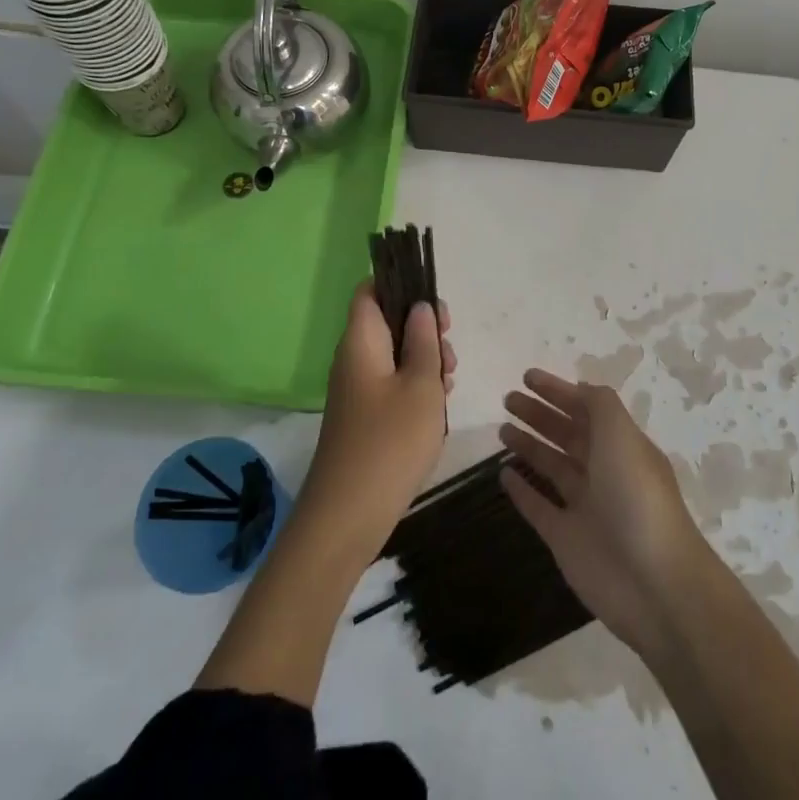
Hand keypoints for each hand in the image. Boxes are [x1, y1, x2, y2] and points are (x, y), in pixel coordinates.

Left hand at [296, 282, 455, 558]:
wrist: (348, 514)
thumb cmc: (390, 442)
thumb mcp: (421, 385)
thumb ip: (425, 341)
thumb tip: (420, 307)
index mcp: (361, 341)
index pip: (370, 290)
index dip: (400, 284)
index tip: (433, 302)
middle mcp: (354, 358)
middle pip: (387, 321)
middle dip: (423, 327)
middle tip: (449, 347)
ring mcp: (358, 389)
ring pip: (394, 354)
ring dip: (425, 359)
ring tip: (449, 379)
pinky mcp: (365, 415)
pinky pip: (392, 383)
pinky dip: (417, 385)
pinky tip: (438, 404)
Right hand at [500, 369, 711, 654]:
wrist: (654, 584)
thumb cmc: (636, 497)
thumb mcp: (622, 435)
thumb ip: (599, 405)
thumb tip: (577, 389)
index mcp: (622, 446)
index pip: (587, 409)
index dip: (559, 391)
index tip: (527, 376)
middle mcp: (605, 472)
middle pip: (568, 434)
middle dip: (540, 414)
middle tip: (508, 399)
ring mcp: (585, 507)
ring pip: (552, 467)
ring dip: (529, 446)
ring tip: (501, 429)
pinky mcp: (566, 539)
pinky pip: (539, 507)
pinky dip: (522, 490)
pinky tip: (502, 473)